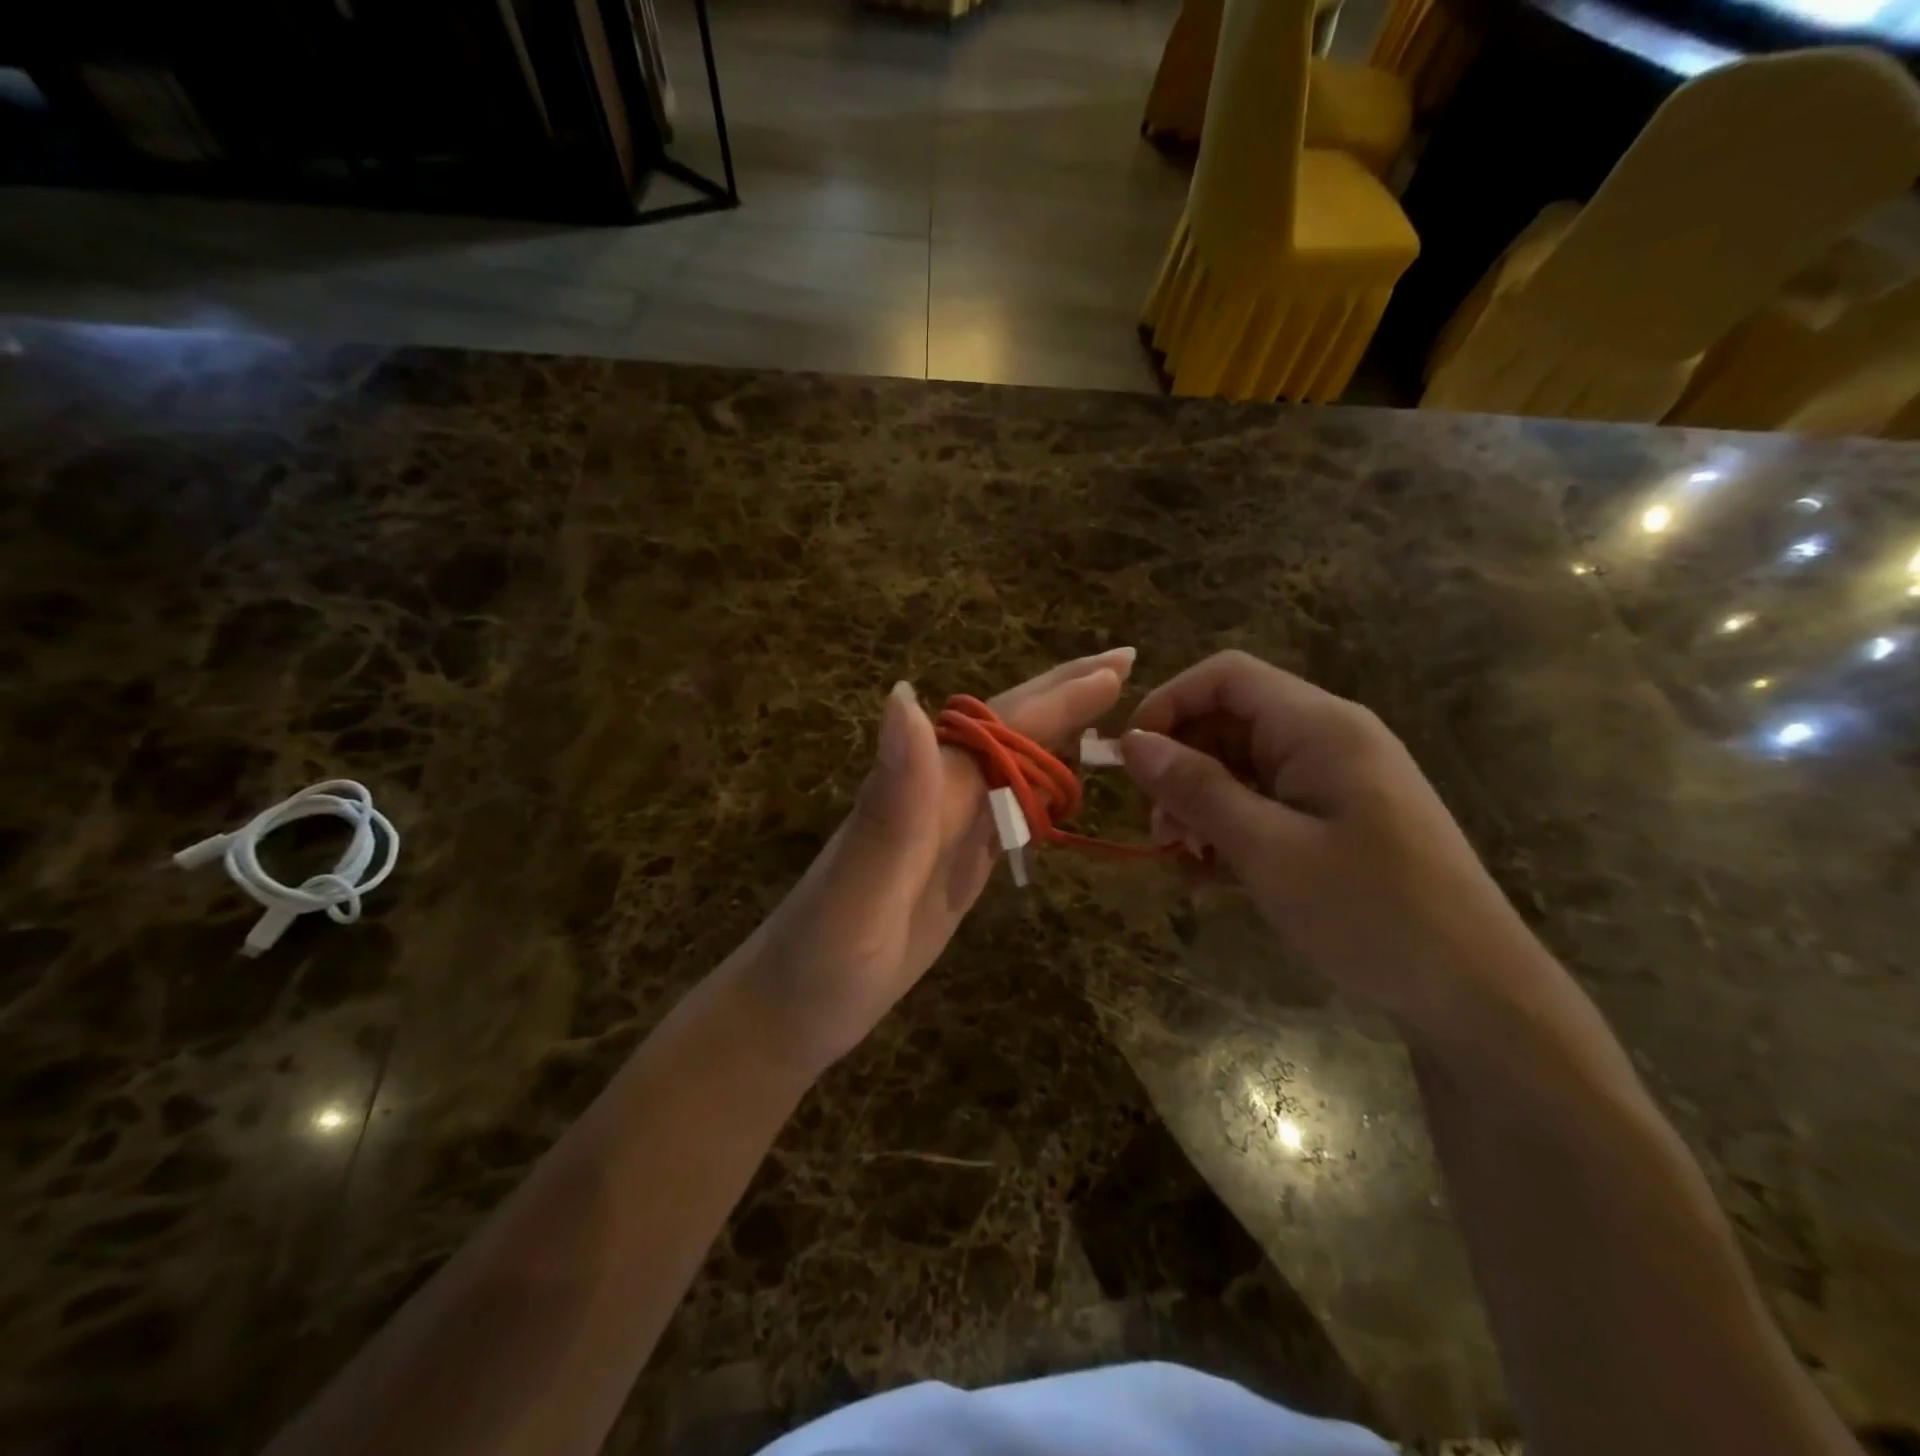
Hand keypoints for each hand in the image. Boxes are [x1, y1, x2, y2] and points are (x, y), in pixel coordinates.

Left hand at [742, 648, 1134, 1076]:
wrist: (791, 1011)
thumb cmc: (823, 960)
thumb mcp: (857, 890)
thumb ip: (890, 801)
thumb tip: (906, 695)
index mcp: (923, 789)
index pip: (1001, 727)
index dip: (1059, 697)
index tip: (1119, 666)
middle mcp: (937, 796)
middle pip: (1008, 732)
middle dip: (1066, 695)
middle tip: (1125, 662)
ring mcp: (945, 830)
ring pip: (1011, 765)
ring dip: (1059, 733)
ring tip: (1108, 710)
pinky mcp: (953, 865)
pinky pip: (1006, 812)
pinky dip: (1040, 788)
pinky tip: (1060, 785)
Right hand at [1119, 650, 1542, 1034]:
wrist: (1476, 992)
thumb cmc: (1370, 912)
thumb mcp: (1268, 850)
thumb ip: (1197, 789)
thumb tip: (1132, 743)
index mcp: (1319, 727)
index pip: (1226, 676)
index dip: (1168, 703)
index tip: (1130, 758)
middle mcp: (1327, 739)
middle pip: (1229, 722)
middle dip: (1181, 767)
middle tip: (1158, 830)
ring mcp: (1335, 780)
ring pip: (1242, 767)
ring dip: (1201, 805)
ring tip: (1183, 860)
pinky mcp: (1337, 819)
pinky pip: (1266, 804)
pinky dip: (1231, 830)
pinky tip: (1213, 878)